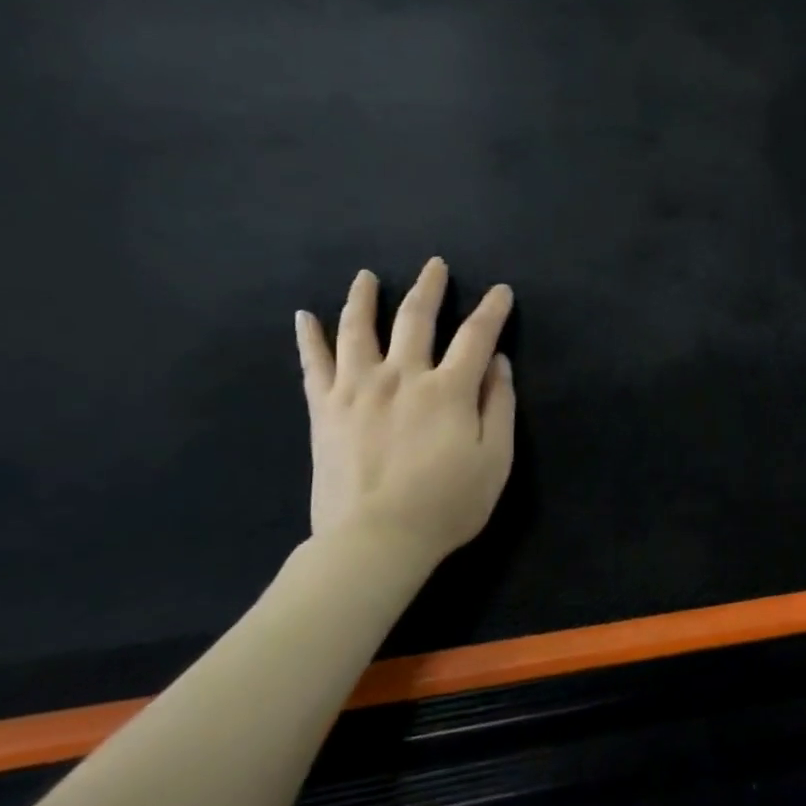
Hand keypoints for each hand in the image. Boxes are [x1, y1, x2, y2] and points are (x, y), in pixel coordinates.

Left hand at [295, 259, 515, 565]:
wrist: (374, 540)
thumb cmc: (446, 504)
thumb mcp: (494, 459)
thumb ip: (498, 406)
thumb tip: (498, 363)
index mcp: (447, 389)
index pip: (476, 336)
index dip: (492, 310)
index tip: (501, 291)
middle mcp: (401, 376)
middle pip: (415, 318)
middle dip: (430, 287)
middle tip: (435, 265)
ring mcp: (356, 389)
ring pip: (359, 329)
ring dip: (365, 297)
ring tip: (367, 276)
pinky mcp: (324, 410)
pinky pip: (314, 364)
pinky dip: (309, 337)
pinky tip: (304, 316)